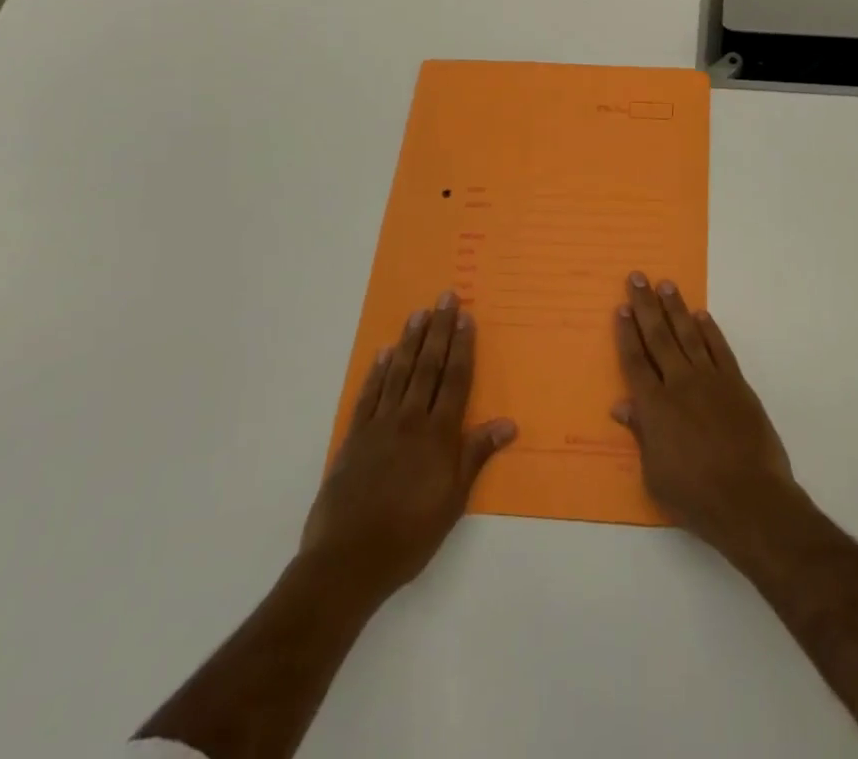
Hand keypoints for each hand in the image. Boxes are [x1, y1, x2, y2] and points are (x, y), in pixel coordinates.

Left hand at [304, 293, 516, 600]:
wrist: (348, 560)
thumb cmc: (410, 534)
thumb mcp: (454, 500)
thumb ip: (476, 455)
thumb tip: (509, 423)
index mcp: (438, 434)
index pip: (455, 379)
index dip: (462, 346)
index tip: (466, 316)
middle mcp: (411, 420)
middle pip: (428, 366)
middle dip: (439, 330)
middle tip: (445, 297)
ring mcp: (379, 426)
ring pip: (399, 373)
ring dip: (410, 341)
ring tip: (418, 313)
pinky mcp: (354, 438)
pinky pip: (368, 396)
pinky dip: (376, 373)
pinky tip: (383, 353)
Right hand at [612, 272, 798, 558]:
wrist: (749, 498)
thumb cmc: (695, 496)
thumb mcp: (655, 474)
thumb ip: (641, 434)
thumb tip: (621, 405)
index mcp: (655, 407)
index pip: (635, 361)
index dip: (626, 333)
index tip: (620, 308)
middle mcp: (680, 384)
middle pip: (659, 337)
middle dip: (645, 306)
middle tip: (638, 277)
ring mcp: (711, 380)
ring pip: (689, 335)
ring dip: (676, 308)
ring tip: (666, 285)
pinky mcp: (736, 384)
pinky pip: (720, 349)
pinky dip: (711, 330)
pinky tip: (702, 315)